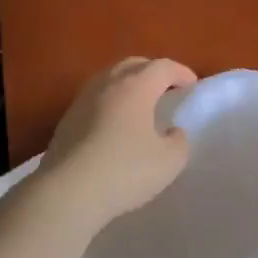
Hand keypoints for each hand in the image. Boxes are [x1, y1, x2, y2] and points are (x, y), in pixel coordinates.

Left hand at [35, 57, 196, 230]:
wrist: (67, 192)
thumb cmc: (125, 171)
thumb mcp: (169, 162)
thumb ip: (179, 142)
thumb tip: (172, 132)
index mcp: (136, 87)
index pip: (163, 67)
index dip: (181, 72)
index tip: (192, 85)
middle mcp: (107, 84)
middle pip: (133, 65)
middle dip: (153, 72)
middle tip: (166, 88)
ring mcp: (82, 100)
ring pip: (109, 79)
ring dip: (128, 85)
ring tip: (139, 105)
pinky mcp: (66, 120)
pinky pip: (94, 100)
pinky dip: (110, 103)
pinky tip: (114, 125)